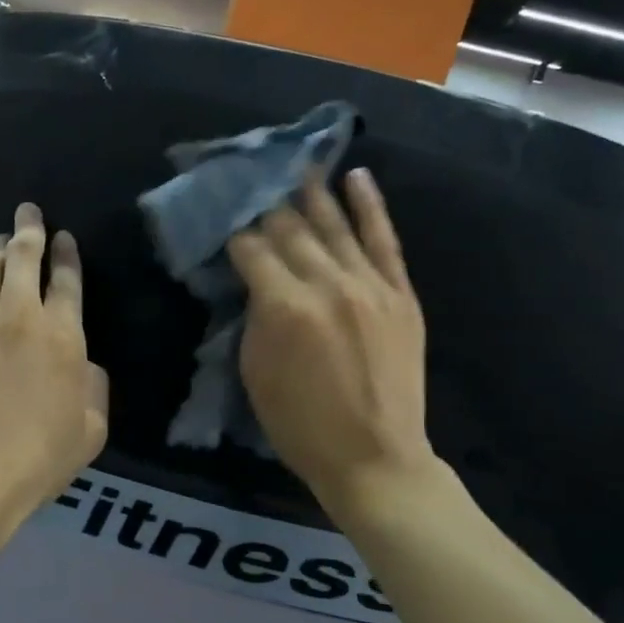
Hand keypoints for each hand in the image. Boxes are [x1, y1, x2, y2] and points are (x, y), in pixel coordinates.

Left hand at [0, 202, 108, 559]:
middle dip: (29, 227)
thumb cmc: (34, 462)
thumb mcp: (90, 433)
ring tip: (1, 244)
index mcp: (62, 335)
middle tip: (29, 212)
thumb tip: (84, 366)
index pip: (66, 278)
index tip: (64, 236)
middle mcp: (17, 317)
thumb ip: (94, 389)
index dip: (66, 253)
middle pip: (22, 256)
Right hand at [226, 169, 439, 518]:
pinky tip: (358, 178)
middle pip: (291, 229)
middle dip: (268, 203)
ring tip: (299, 164)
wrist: (375, 458)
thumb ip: (254, 316)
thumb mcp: (255, 372)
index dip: (234, 231)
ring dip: (314, 192)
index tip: (223, 216)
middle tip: (253, 178)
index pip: (252, 249)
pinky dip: (371, 206)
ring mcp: (369, 285)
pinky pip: (385, 240)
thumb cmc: (300, 425)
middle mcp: (327, 283)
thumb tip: (255, 280)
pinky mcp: (400, 294)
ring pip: (336, 225)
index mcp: (284, 306)